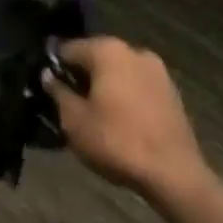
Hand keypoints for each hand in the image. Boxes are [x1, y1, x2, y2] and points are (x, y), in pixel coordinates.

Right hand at [44, 37, 206, 197]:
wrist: (175, 174)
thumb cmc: (117, 142)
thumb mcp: (75, 121)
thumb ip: (58, 92)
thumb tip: (48, 75)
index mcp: (107, 50)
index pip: (69, 48)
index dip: (55, 66)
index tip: (48, 86)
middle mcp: (133, 50)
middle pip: (96, 57)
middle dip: (82, 75)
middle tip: (71, 102)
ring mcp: (157, 69)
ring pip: (119, 71)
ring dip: (106, 85)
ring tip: (97, 114)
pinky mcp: (172, 90)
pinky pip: (138, 85)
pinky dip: (127, 96)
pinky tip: (122, 120)